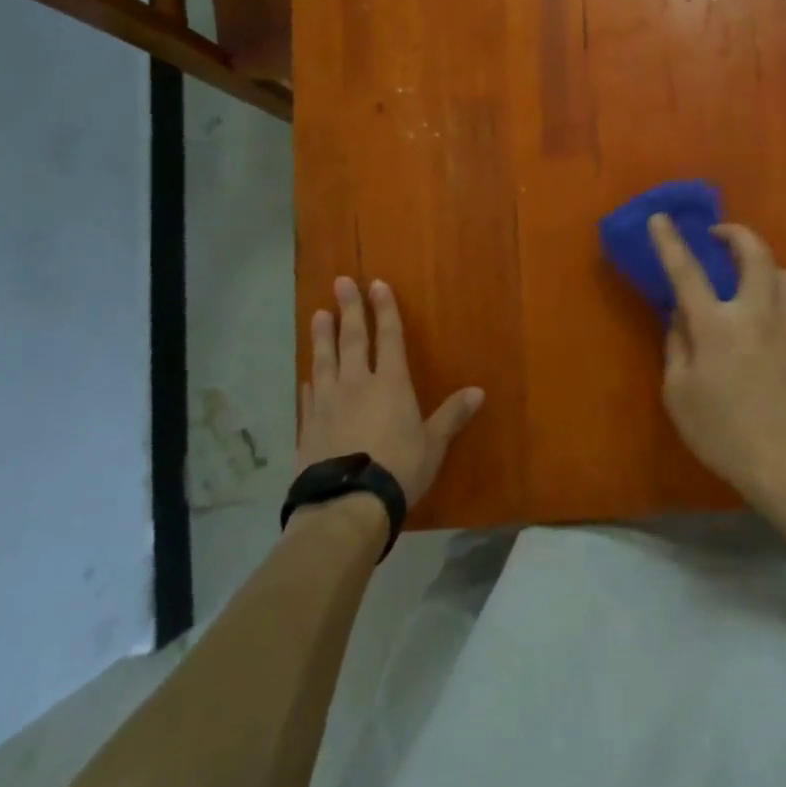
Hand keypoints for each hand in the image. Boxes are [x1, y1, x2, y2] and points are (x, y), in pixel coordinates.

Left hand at [297, 276, 484, 508]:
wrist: (346, 504)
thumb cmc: (398, 470)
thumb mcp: (433, 444)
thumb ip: (451, 416)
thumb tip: (478, 391)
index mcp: (391, 384)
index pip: (389, 338)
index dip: (385, 310)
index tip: (376, 284)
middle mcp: (357, 384)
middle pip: (353, 339)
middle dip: (349, 309)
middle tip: (340, 282)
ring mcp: (328, 403)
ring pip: (325, 360)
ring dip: (322, 336)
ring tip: (318, 314)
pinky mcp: (308, 425)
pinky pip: (309, 395)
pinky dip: (309, 380)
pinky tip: (307, 374)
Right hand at [648, 215, 785, 502]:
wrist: (785, 459)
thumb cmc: (721, 430)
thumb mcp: (678, 392)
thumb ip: (677, 345)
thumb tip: (679, 315)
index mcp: (715, 325)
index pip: (687, 272)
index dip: (670, 242)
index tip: (660, 218)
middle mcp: (754, 313)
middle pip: (754, 253)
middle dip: (735, 233)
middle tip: (718, 235)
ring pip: (783, 272)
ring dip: (762, 264)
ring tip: (746, 277)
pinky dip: (775, 292)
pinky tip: (763, 315)